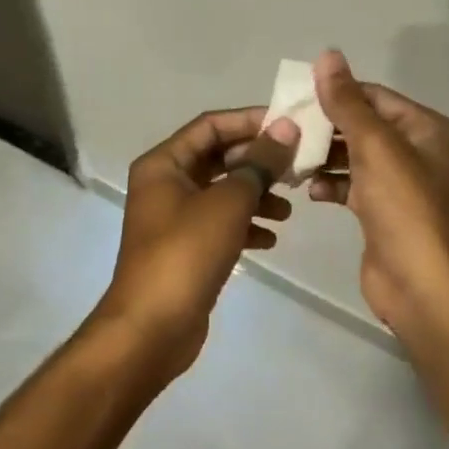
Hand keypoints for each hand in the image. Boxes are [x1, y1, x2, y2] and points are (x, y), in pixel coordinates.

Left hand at [96, 108, 298, 378]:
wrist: (152, 327)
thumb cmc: (186, 253)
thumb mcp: (228, 203)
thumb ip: (259, 163)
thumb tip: (286, 127)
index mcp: (163, 163)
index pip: (210, 125)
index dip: (250, 121)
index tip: (290, 125)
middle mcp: (165, 184)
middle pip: (218, 158)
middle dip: (257, 162)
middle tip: (297, 167)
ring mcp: (174, 218)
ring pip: (222, 193)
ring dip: (255, 195)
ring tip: (289, 209)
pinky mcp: (186, 248)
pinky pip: (220, 224)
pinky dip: (245, 226)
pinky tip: (271, 238)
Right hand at [307, 50, 448, 341]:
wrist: (421, 286)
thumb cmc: (404, 208)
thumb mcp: (375, 147)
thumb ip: (347, 102)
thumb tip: (327, 56)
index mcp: (428, 130)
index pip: (375, 97)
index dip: (336, 93)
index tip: (294, 97)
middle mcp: (419, 152)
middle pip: (363, 125)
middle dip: (325, 126)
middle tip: (284, 127)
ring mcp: (401, 184)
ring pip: (354, 156)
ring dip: (323, 155)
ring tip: (289, 157)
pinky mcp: (383, 212)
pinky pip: (352, 185)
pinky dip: (330, 183)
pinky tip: (308, 189)